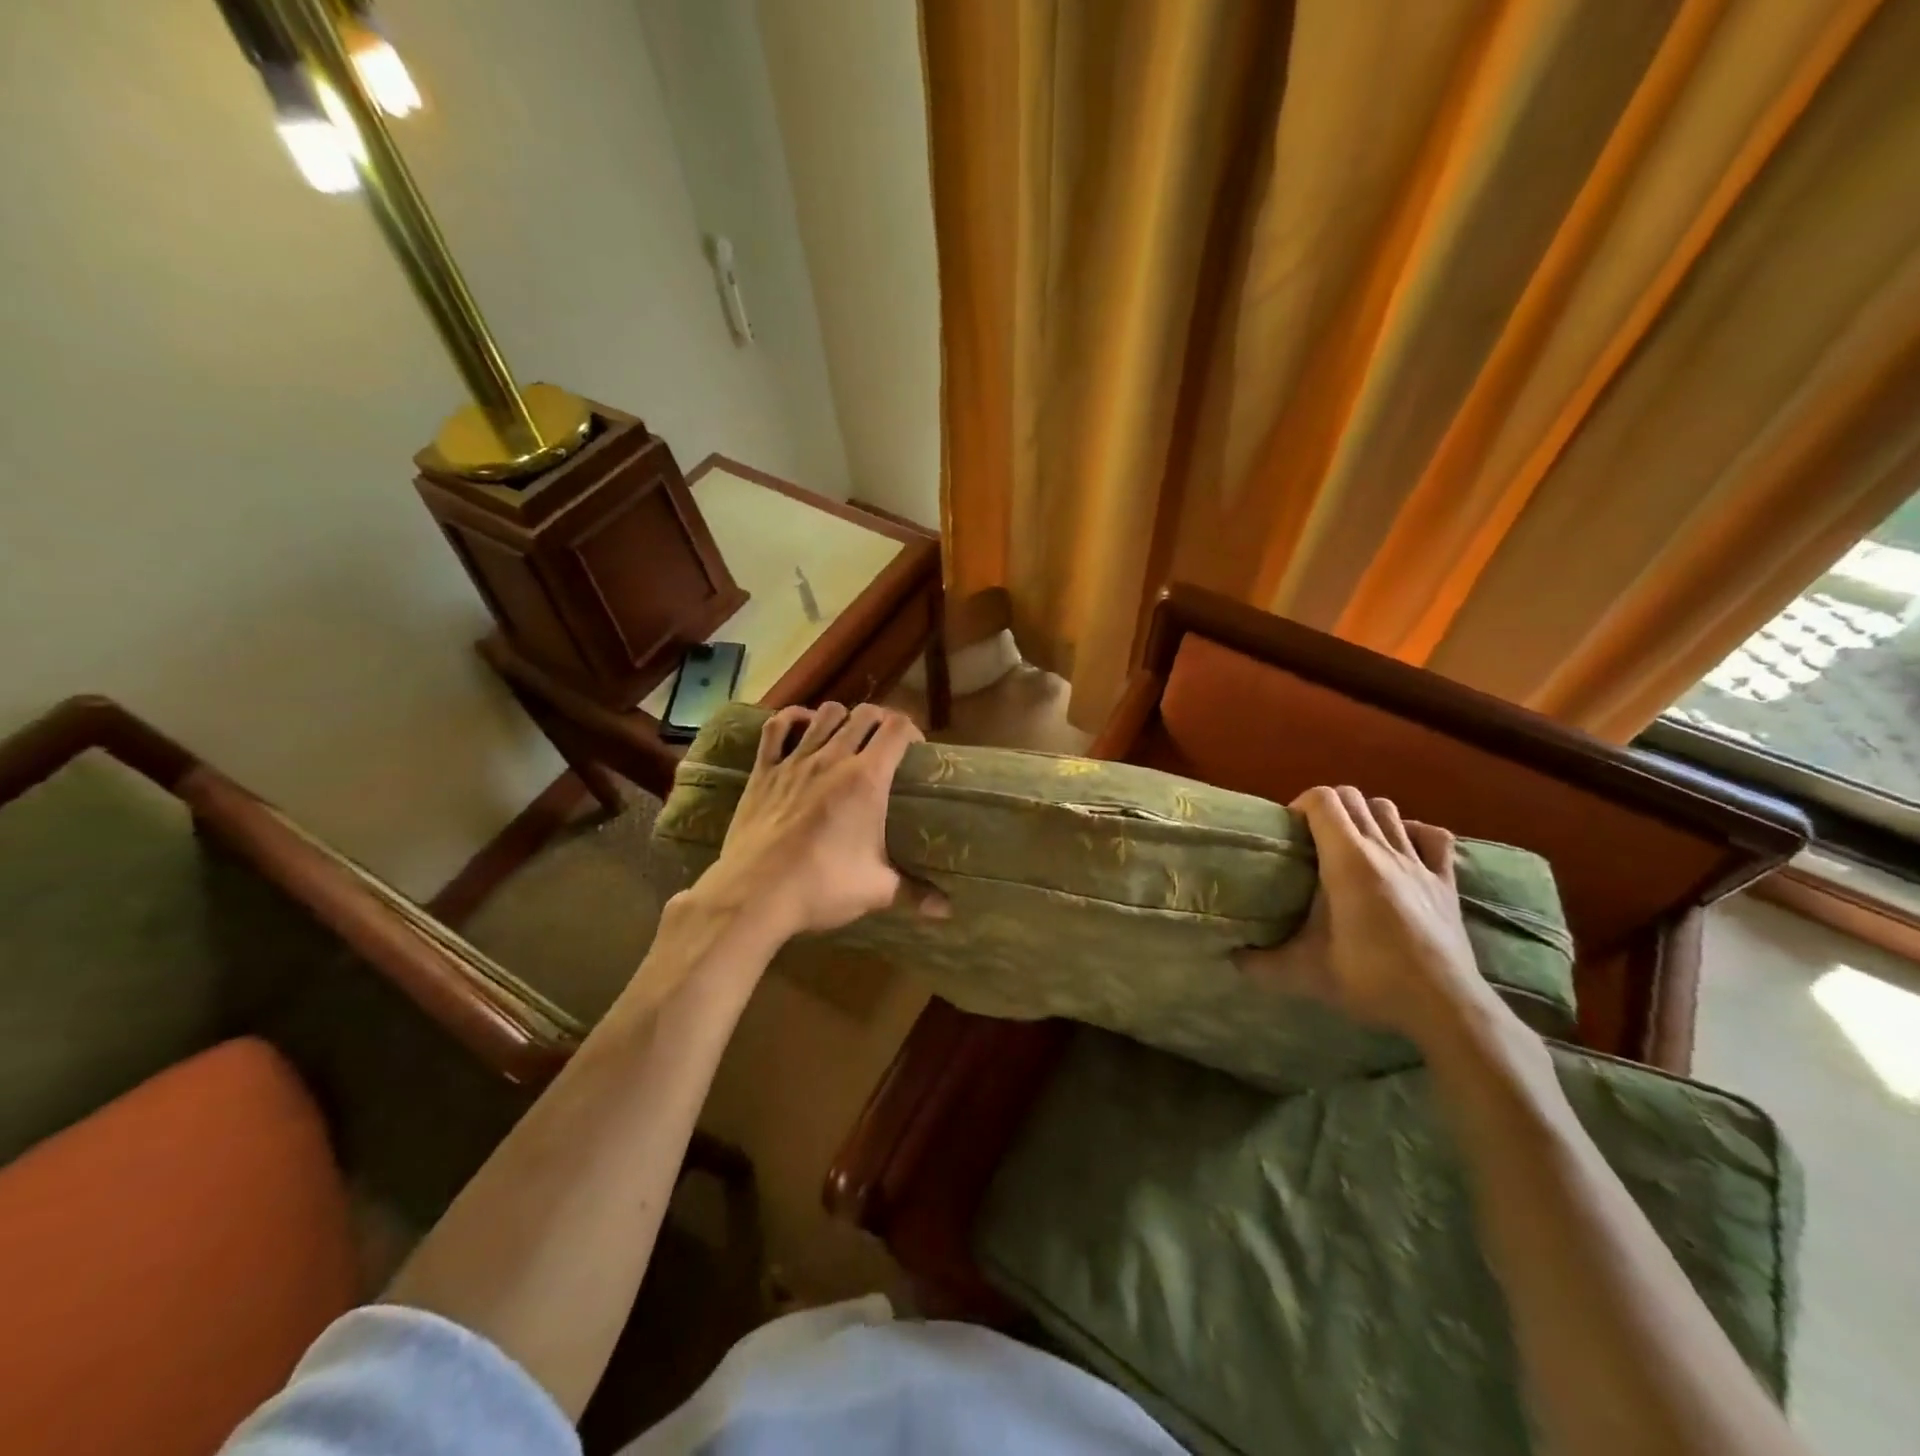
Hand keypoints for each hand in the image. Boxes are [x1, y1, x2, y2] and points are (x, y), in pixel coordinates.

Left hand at [692, 702, 948, 944]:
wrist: (755, 895)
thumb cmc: (822, 887)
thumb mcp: (877, 890)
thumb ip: (915, 891)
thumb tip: (945, 911)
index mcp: (867, 779)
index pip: (897, 729)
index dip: (912, 731)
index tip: (916, 750)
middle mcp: (833, 758)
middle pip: (865, 714)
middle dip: (882, 721)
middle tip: (886, 745)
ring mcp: (795, 760)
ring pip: (825, 713)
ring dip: (843, 718)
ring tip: (847, 737)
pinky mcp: (763, 770)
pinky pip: (777, 727)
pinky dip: (793, 720)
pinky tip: (801, 729)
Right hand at [1235, 785, 1491, 1045]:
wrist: (1444, 1006)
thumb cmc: (1369, 979)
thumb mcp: (1303, 974)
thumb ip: (1260, 963)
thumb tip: (1231, 957)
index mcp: (1347, 861)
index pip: (1323, 800)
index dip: (1301, 804)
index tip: (1288, 831)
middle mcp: (1383, 850)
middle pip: (1353, 797)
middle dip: (1327, 807)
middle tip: (1311, 838)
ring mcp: (1419, 863)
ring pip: (1389, 810)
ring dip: (1365, 815)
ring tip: (1349, 842)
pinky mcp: (1446, 882)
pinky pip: (1433, 837)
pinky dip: (1412, 833)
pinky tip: (1400, 849)